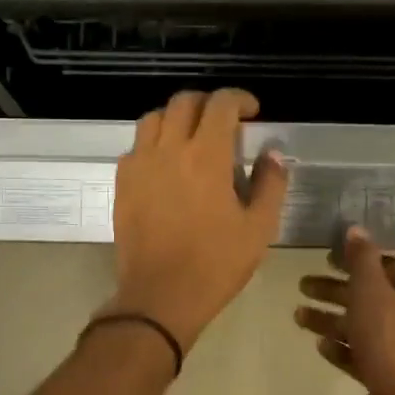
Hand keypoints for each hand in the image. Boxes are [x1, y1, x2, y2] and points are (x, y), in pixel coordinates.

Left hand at [100, 89, 288, 352]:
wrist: (160, 296)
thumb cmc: (216, 264)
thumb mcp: (259, 228)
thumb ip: (270, 184)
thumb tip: (271, 154)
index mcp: (206, 156)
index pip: (221, 104)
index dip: (239, 99)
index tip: (252, 112)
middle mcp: (169, 149)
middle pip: (184, 102)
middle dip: (208, 103)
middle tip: (225, 122)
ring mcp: (140, 165)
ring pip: (154, 118)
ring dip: (177, 117)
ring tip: (192, 137)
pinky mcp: (123, 183)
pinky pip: (136, 146)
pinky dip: (154, 142)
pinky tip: (167, 164)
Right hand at [296, 226, 394, 394]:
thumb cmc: (390, 339)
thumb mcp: (373, 291)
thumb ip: (362, 259)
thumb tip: (355, 228)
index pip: (385, 266)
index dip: (357, 259)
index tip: (328, 257)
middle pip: (367, 296)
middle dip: (334, 290)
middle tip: (303, 285)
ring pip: (358, 326)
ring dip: (329, 319)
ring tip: (298, 316)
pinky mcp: (383, 373)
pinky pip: (357, 354)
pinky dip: (338, 347)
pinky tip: (319, 345)